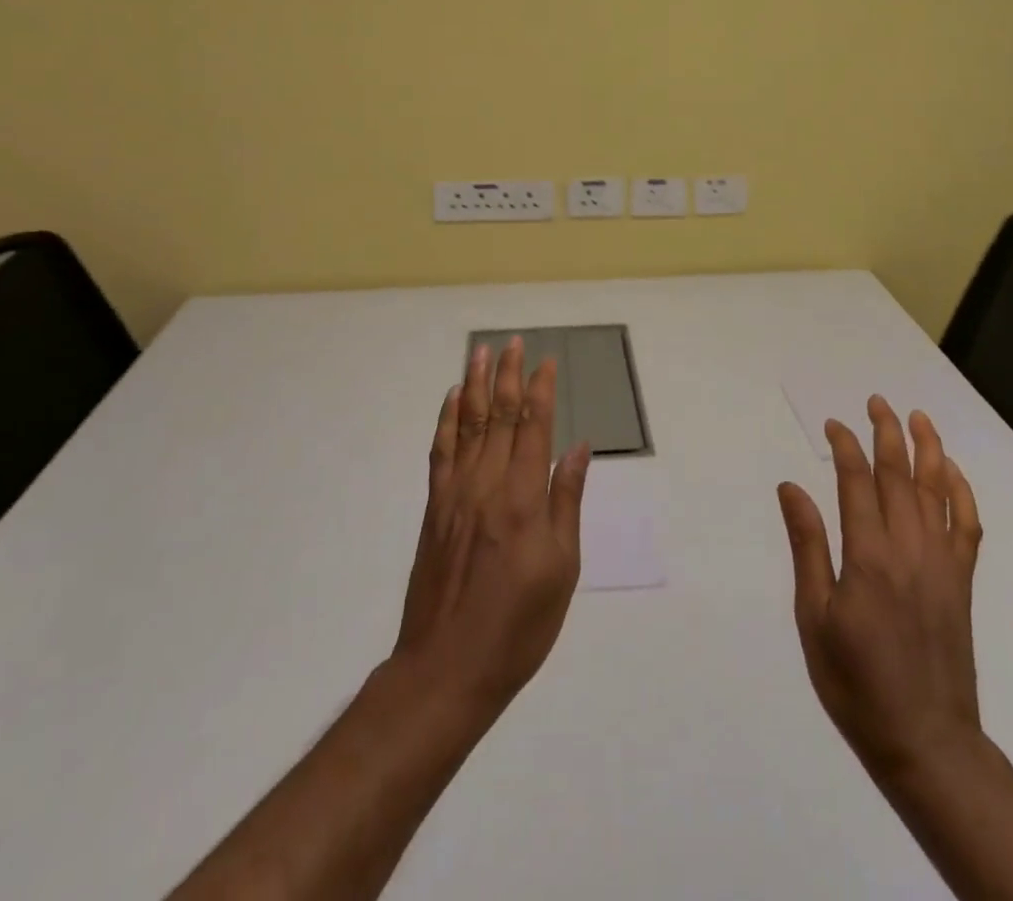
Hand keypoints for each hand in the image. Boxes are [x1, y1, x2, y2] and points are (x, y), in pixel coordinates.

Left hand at [392, 337, 591, 713]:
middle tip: (512, 342)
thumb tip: (578, 449)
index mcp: (523, 498)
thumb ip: (566, 502)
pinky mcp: (433, 510)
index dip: (540, 390)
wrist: (446, 669)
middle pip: (497, 416)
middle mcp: (487, 485)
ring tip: (479, 353)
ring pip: (465, 425)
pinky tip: (449, 401)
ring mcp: (455, 494)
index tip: (546, 361)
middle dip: (507, 376)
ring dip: (473, 386)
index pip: (533, 428)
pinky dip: (444, 421)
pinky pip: (440, 453)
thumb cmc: (518, 626)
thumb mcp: (561, 569)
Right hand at [777, 396, 984, 782]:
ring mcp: (942, 563)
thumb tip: (791, 488)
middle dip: (887, 432)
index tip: (834, 425)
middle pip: (900, 474)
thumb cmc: (857, 682)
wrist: (926, 741)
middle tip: (877, 402)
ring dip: (928, 449)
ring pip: (938, 490)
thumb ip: (808, 547)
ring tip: (918, 417)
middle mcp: (909, 547)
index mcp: (869, 555)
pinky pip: (968, 524)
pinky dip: (963, 492)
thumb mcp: (815, 618)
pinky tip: (953, 472)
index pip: (856, 481)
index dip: (845, 446)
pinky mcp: (962, 582)